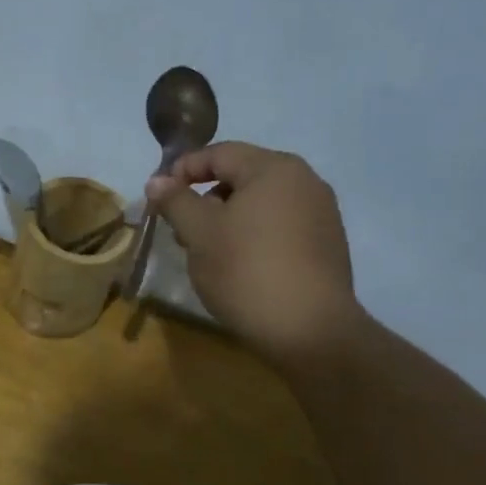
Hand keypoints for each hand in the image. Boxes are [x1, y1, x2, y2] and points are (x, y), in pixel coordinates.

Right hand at [147, 141, 360, 364]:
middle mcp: (305, 180)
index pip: (219, 153)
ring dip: (230, 219)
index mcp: (273, 168)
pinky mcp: (328, 244)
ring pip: (262, 204)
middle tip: (182, 231)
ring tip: (209, 252)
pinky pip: (282, 226)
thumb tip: (157, 181)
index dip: (183, 170)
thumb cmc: (246, 271)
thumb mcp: (199, 234)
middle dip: (206, 199)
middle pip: (243, 176)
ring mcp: (322, 213)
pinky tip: (242, 266)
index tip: (159, 198)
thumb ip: (176, 202)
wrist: (310, 330)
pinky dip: (255, 235)